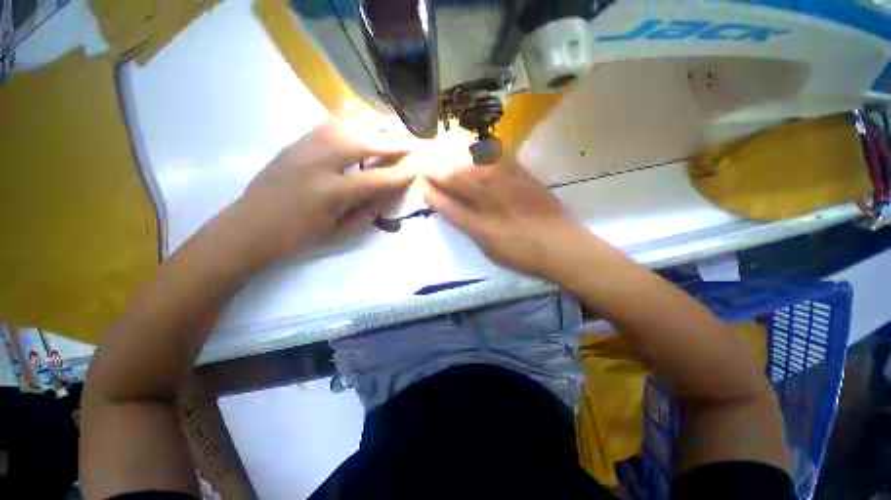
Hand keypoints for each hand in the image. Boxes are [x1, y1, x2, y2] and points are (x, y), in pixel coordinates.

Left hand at [231, 121, 413, 264]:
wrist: (249, 226)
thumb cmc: (297, 235)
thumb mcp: (337, 229)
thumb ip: (365, 210)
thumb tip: (385, 195)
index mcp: (330, 192)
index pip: (375, 180)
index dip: (398, 175)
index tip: (415, 169)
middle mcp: (318, 163)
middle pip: (361, 143)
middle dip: (388, 143)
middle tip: (407, 143)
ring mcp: (303, 148)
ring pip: (343, 127)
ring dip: (369, 129)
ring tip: (385, 132)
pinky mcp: (294, 143)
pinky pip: (326, 126)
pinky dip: (346, 124)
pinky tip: (357, 125)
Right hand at [424, 159, 590, 277]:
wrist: (562, 246)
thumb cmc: (523, 253)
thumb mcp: (490, 249)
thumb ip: (469, 227)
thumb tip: (452, 210)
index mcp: (481, 225)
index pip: (449, 206)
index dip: (433, 194)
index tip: (422, 184)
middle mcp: (492, 200)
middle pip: (459, 179)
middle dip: (439, 170)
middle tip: (427, 163)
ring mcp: (509, 185)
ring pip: (476, 165)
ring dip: (457, 158)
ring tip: (445, 153)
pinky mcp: (524, 176)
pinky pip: (500, 158)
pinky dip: (483, 153)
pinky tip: (476, 150)